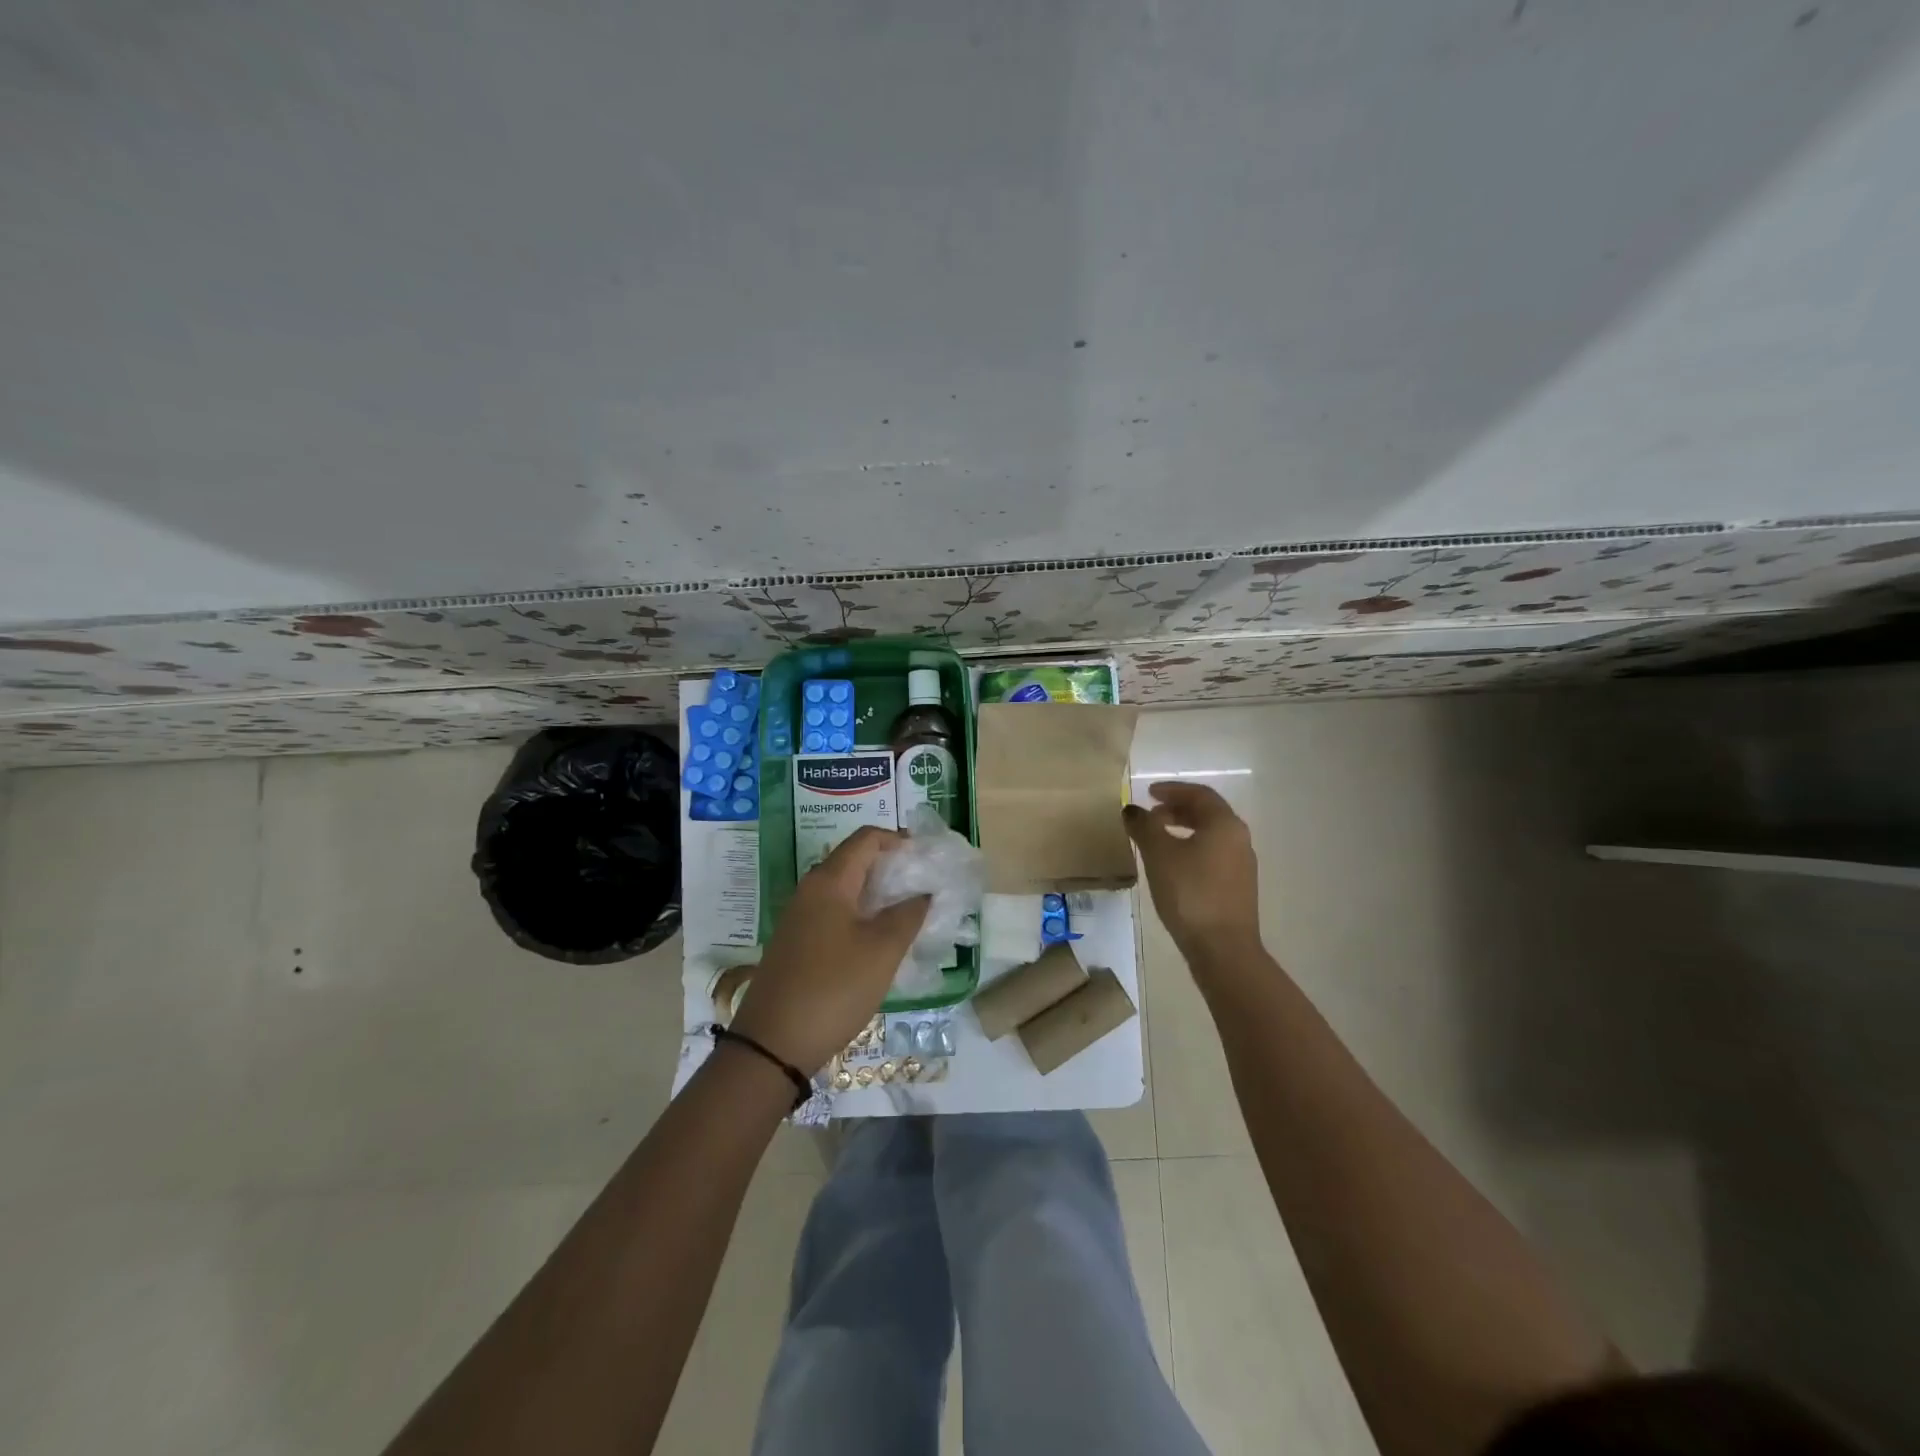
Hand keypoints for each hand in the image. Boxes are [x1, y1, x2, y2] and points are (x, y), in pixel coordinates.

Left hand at [730, 827, 929, 1074]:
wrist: (772, 1043)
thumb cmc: (834, 988)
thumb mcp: (882, 951)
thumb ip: (908, 915)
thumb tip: (923, 893)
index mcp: (829, 881)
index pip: (866, 839)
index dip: (898, 839)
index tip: (927, 857)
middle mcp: (809, 890)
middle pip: (853, 860)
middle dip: (890, 866)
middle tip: (923, 885)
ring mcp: (799, 917)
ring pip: (844, 889)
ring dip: (876, 893)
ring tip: (907, 912)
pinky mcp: (796, 942)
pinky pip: (833, 912)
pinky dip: (859, 914)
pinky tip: (877, 940)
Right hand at [1123, 781, 1260, 965]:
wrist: (1222, 948)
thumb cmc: (1190, 892)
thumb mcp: (1159, 854)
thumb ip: (1144, 826)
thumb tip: (1132, 810)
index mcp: (1224, 824)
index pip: (1199, 794)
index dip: (1172, 789)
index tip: (1148, 793)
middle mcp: (1239, 839)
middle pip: (1207, 813)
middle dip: (1177, 809)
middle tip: (1151, 815)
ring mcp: (1241, 865)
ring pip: (1210, 835)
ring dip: (1183, 829)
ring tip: (1157, 839)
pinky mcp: (1237, 887)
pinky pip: (1212, 855)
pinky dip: (1191, 848)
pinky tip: (1172, 866)